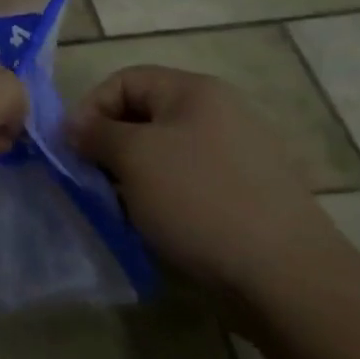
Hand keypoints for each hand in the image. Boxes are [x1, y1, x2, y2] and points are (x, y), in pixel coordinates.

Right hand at [67, 65, 344, 308]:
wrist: (287, 279)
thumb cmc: (200, 201)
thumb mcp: (134, 157)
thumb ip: (97, 133)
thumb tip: (74, 125)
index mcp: (195, 91)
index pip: (125, 80)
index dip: (91, 108)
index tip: (72, 148)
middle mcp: (220, 113)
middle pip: (146, 116)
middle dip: (111, 146)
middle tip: (93, 181)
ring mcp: (239, 156)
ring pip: (166, 154)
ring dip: (136, 177)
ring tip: (122, 210)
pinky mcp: (249, 196)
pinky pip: (191, 184)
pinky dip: (166, 199)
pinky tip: (158, 228)